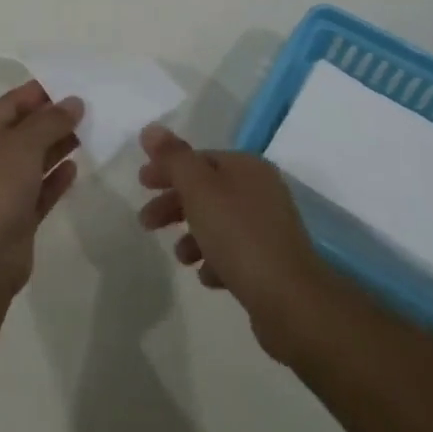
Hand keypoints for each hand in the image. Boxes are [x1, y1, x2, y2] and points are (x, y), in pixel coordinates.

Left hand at [0, 79, 82, 295]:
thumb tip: (74, 102)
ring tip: (88, 134)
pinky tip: (75, 169)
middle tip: (88, 110)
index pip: (13, 102)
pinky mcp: (18, 216)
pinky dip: (56, 178)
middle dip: (53, 119)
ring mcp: (4, 188)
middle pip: (25, 130)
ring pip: (35, 160)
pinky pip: (41, 189)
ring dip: (58, 147)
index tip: (72, 85)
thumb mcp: (23, 144)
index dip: (40, 92)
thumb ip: (50, 121)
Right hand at [137, 124, 329, 359]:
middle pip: (207, 190)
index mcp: (247, 167)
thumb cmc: (239, 236)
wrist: (291, 302)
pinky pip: (234, 253)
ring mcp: (269, 228)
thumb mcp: (199, 189)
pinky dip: (215, 259)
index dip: (168, 168)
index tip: (141, 184)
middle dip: (174, 204)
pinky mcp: (271, 263)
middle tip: (146, 222)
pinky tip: (206, 277)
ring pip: (219, 222)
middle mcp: (261, 190)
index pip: (199, 158)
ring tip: (180, 257)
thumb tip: (151, 128)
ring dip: (193, 235)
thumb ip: (174, 158)